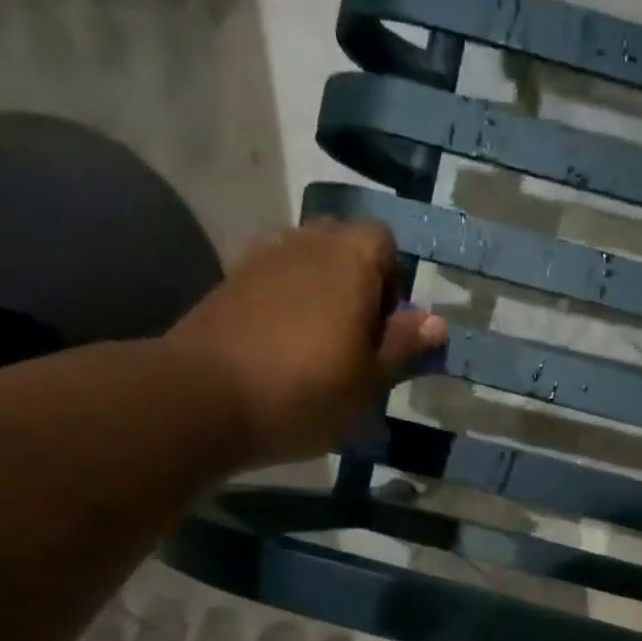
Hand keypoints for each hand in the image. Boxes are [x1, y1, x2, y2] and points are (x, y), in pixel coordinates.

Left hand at [165, 219, 446, 468]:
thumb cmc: (307, 392)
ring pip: (304, 261)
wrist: (205, 399)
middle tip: (355, 339)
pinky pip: (270, 279)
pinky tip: (279, 343)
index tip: (385, 329)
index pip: (384, 242)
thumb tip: (436, 321)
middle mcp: (305, 243)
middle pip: (342, 245)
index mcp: (350, 259)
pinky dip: (283, 301)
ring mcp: (260, 258)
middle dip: (356, 282)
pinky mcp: (227, 282)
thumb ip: (403, 345)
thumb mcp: (370, 380)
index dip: (392, 281)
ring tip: (317, 343)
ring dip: (318, 292)